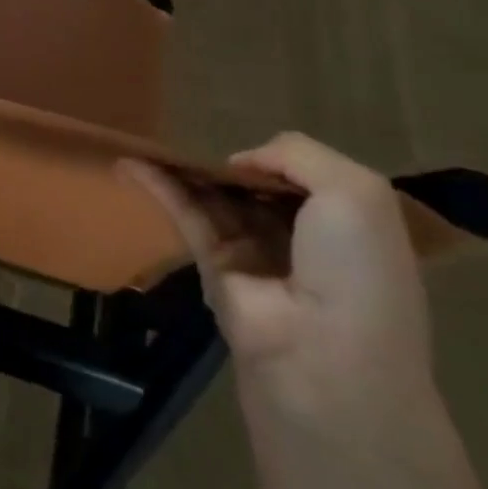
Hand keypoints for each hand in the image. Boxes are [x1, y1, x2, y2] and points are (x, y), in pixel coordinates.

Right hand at [123, 132, 435, 428]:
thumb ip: (296, 153)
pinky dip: (159, 187)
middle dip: (228, 159)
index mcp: (349, 222)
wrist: (324, 358)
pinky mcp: (213, 265)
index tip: (253, 144)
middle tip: (190, 130)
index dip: (278, 155)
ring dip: (186, 167)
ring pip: (216, 196)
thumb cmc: (354, 271)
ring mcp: (255, 252)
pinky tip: (132, 163)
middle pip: (256, 184)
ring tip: (149, 138)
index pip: (305, 174)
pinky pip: (186, 214)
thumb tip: (237, 163)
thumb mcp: (355, 192)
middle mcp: (302, 235)